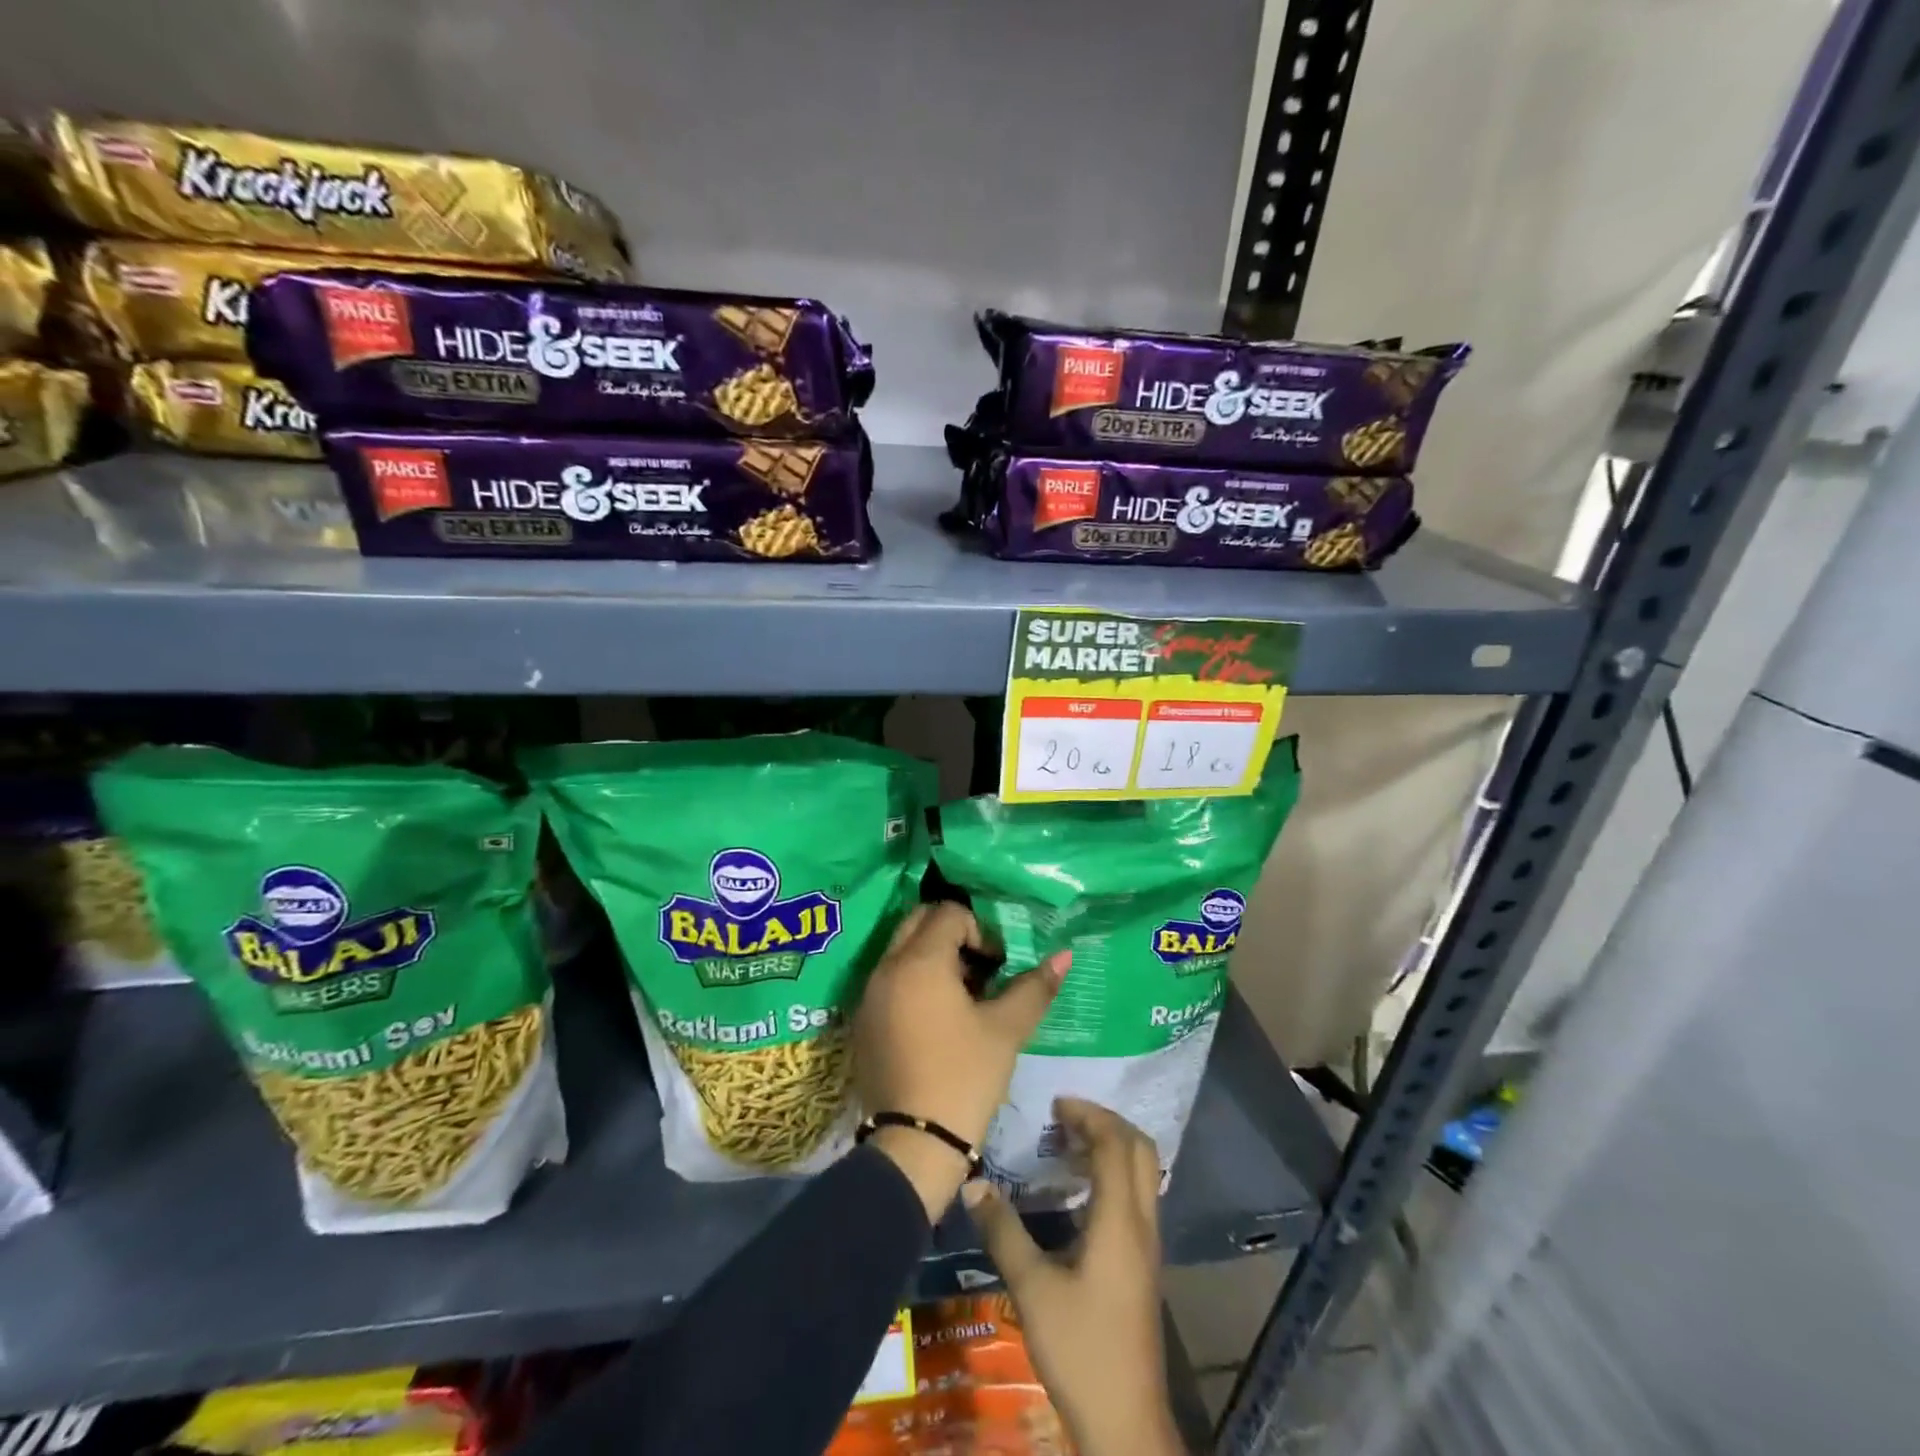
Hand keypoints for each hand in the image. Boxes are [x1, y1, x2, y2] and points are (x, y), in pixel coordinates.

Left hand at [854, 902, 1067, 1217]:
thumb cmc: (965, 1076)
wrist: (915, 1143)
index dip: (980, 931)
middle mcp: (886, 967)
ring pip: (902, 950)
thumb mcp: (1006, 1030)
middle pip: (919, 921)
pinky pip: (889, 979)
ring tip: (962, 999)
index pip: (948, 913)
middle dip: (953, 935)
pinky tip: (937, 1021)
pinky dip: (913, 982)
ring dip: (933, 958)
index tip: (997, 966)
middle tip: (980, 972)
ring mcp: (869, 994)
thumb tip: (1064, 956)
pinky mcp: (862, 1020)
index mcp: (919, 961)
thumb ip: (1034, 987)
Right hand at [963, 1099, 1183, 1455]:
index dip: (1088, 1115)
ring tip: (1067, 1145)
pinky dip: (1113, 1173)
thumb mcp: (1032, 1288)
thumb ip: (1004, 1231)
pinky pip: (1136, 1195)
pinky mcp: (1144, 1263)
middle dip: (1105, 1122)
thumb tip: (974, 1181)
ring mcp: (1148, 1244)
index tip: (1055, 1104)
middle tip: (1064, 1117)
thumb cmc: (1081, 1350)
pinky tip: (1079, 1191)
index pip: (1115, 1144)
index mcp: (1120, 1219)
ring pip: (1142, 1172)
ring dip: (1111, 1147)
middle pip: (1139, 1149)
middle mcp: (1142, 1222)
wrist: (1127, 1423)